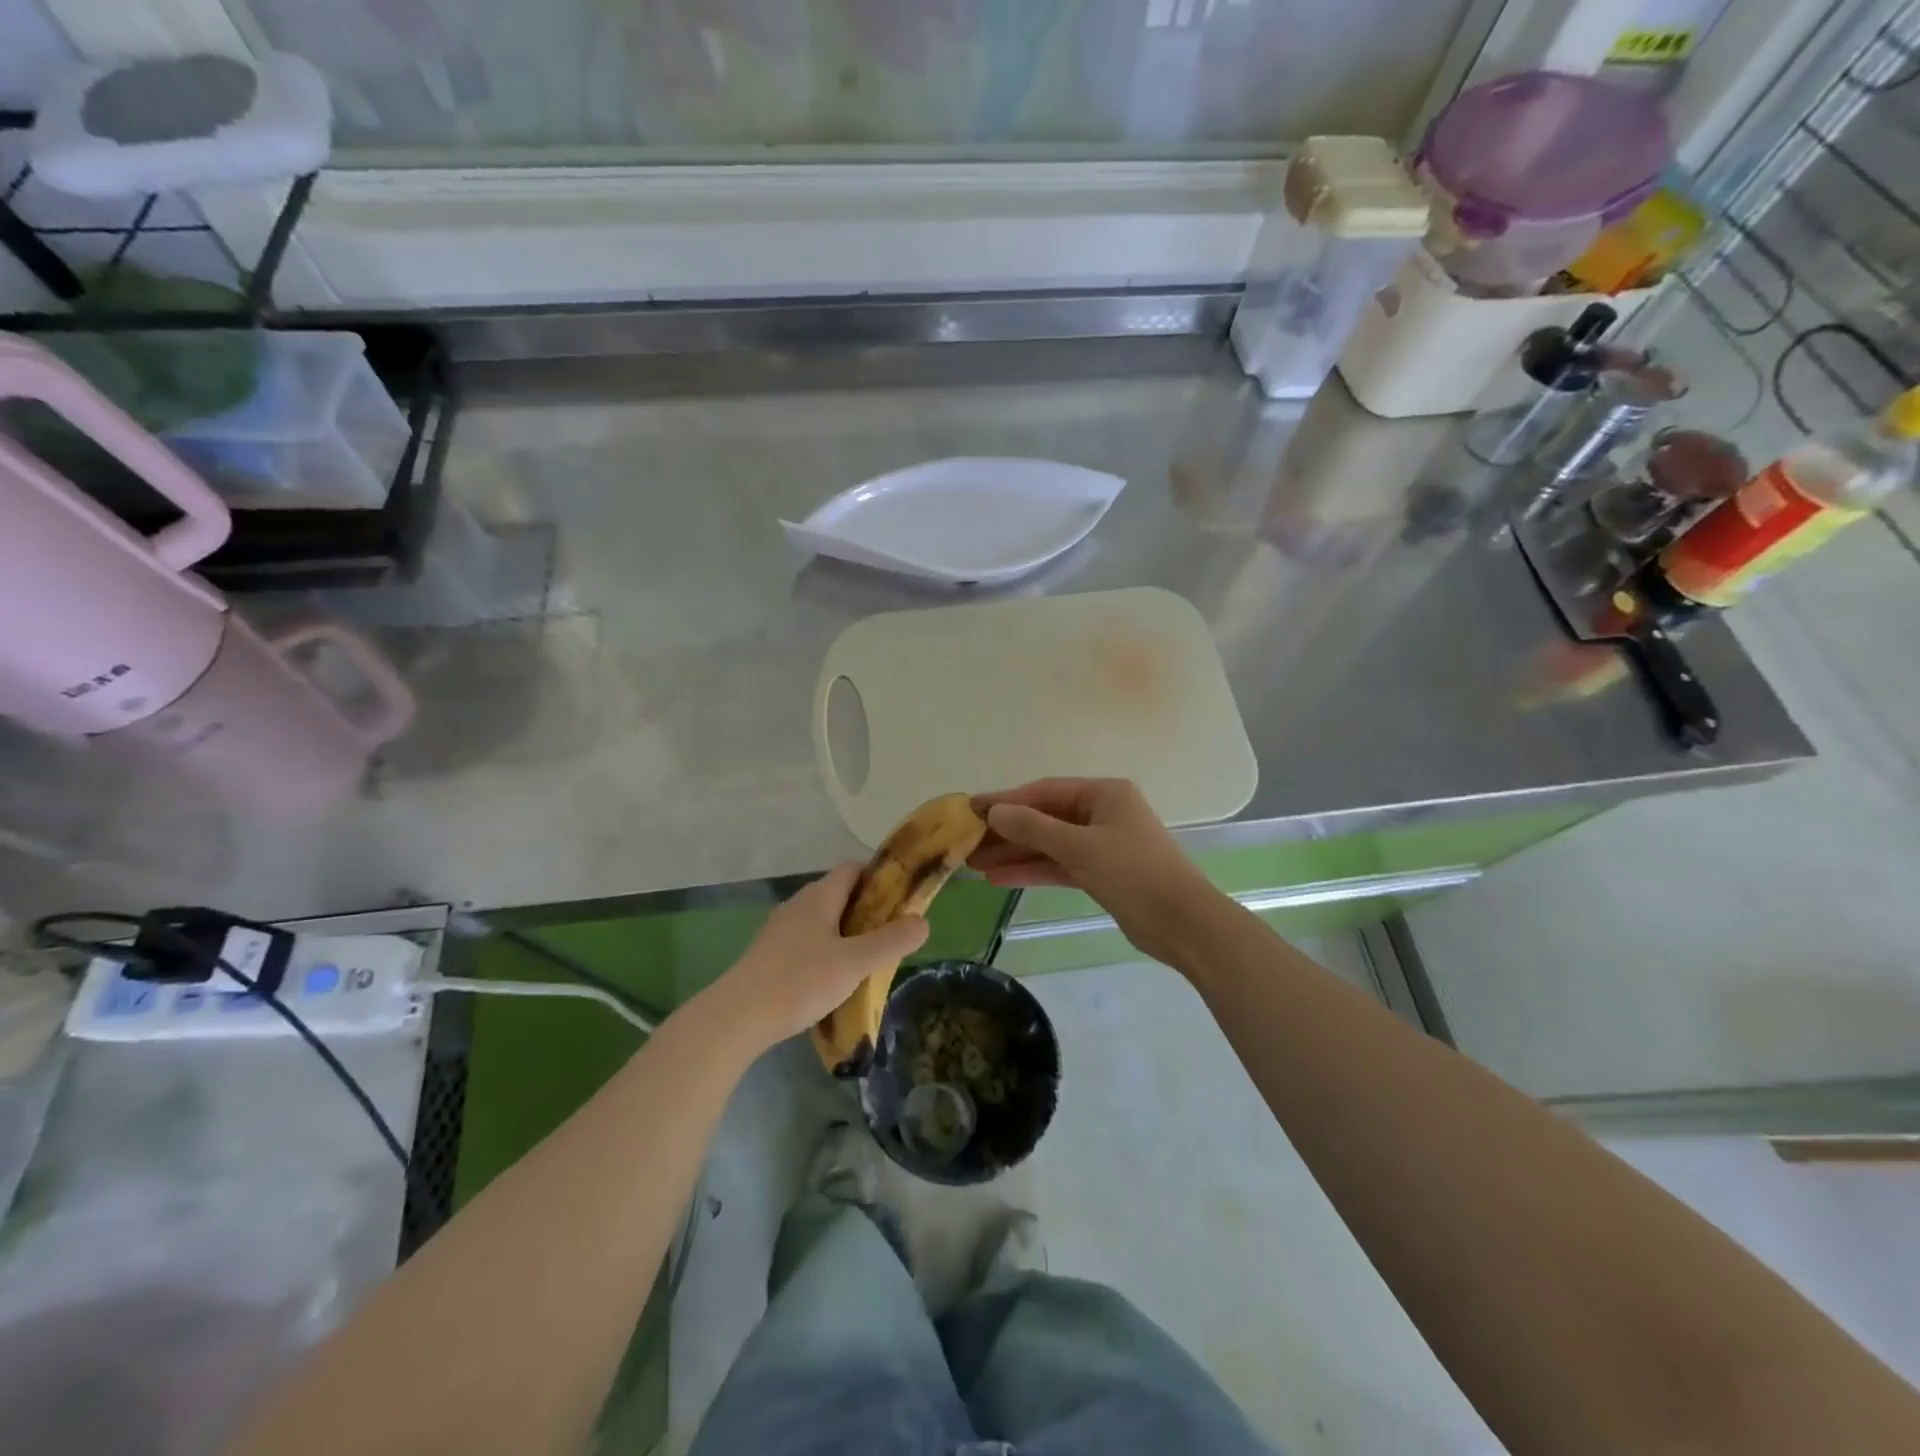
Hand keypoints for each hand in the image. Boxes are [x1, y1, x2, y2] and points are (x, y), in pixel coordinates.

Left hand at [712, 864, 928, 1053]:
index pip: (853, 869)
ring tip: (865, 962)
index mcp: (820, 896)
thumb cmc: (800, 981)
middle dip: (867, 911)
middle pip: (839, 894)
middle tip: (889, 937)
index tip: (900, 902)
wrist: (737, 1017)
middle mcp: (799, 904)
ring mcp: (780, 929)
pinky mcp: (769, 954)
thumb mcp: (855, 963)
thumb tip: (923, 921)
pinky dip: (825, 951)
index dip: (879, 879)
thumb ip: (891, 941)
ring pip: (822, 920)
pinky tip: (832, 980)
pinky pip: (807, 942)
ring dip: (846, 934)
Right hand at [970, 778, 1212, 965]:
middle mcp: (1102, 813)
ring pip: (1049, 844)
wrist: (1182, 924)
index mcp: (1104, 793)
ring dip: (1014, 853)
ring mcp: (1102, 844)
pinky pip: (1059, 865)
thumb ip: (1034, 827)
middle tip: (966, 842)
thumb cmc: (1133, 873)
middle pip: (1044, 817)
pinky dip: (1033, 871)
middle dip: (1007, 831)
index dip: (1006, 801)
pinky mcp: (1101, 873)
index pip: (1044, 791)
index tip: (970, 809)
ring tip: (973, 864)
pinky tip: (1000, 879)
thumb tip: (994, 811)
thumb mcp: (1079, 847)